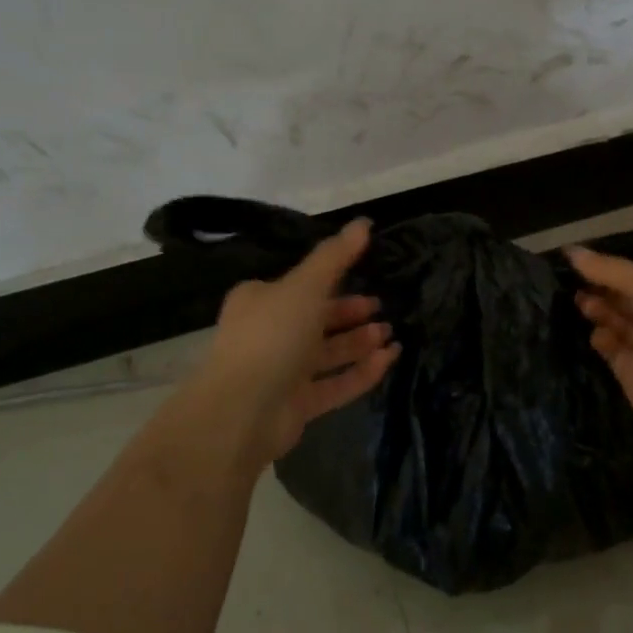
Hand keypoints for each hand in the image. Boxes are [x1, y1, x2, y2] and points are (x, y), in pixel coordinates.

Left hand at [182, 219, 399, 472]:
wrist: (242, 411)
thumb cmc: (271, 335)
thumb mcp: (306, 286)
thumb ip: (336, 256)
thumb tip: (365, 222)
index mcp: (261, 300)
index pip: (302, 284)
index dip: (334, 278)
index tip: (367, 273)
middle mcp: (270, 333)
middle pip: (317, 319)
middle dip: (351, 313)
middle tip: (382, 307)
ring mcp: (283, 372)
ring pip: (328, 353)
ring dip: (360, 342)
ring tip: (391, 333)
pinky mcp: (297, 404)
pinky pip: (335, 383)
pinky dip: (362, 371)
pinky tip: (390, 359)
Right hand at [569, 246, 632, 474]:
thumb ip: (610, 270)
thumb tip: (570, 250)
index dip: (610, 267)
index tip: (578, 259)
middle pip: (624, 298)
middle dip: (599, 288)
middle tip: (571, 281)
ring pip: (615, 322)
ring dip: (597, 310)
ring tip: (579, 302)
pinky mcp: (632, 374)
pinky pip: (611, 350)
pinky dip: (600, 340)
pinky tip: (595, 333)